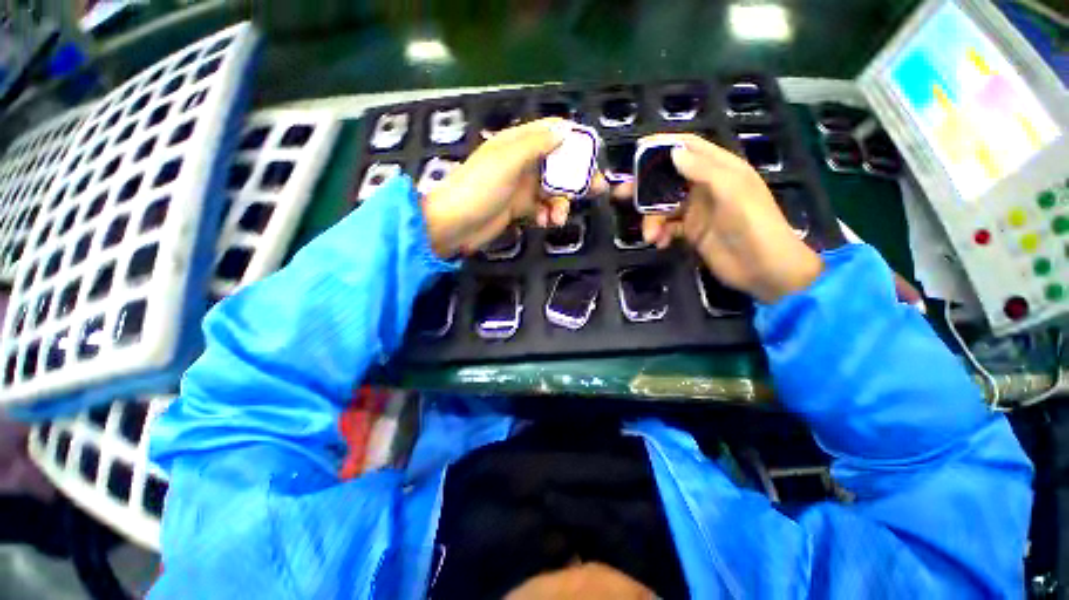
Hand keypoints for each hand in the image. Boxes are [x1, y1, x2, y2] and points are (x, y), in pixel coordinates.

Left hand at [422, 118, 605, 257]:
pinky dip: (547, 215)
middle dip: (576, 178)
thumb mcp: (507, 160)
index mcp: (518, 143)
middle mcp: (522, 162)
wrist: (455, 224)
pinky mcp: (519, 209)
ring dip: (561, 203)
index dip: (575, 142)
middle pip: (558, 164)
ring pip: (553, 190)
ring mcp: (521, 187)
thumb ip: (536, 144)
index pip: (553, 133)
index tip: (593, 157)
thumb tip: (565, 130)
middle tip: (597, 190)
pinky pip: (542, 208)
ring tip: (559, 218)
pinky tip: (544, 222)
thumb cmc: (479, 188)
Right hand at [615, 134, 822, 302]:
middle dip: (645, 186)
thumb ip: (703, 170)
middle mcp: (705, 186)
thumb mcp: (732, 191)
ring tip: (650, 236)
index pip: (689, 148)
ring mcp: (697, 210)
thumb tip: (673, 153)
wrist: (763, 269)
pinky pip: (667, 227)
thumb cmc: (754, 224)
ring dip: (652, 219)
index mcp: (720, 169)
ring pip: (663, 206)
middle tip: (621, 194)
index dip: (664, 146)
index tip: (638, 151)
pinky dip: (659, 233)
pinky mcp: (691, 232)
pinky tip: (659, 242)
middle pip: (668, 178)